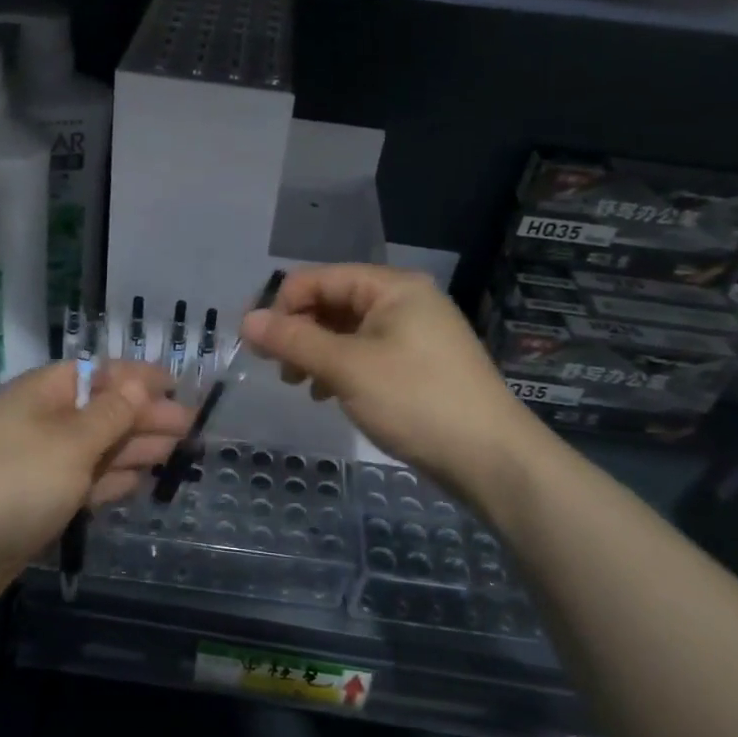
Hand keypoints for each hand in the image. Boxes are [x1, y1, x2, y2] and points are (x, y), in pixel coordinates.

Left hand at [0, 360, 190, 624]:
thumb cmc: (18, 481)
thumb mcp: (73, 441)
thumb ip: (112, 413)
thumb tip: (140, 384)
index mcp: (42, 393)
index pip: (98, 373)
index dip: (138, 377)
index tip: (178, 384)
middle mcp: (41, 421)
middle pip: (101, 411)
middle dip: (144, 416)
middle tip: (190, 426)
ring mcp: (39, 463)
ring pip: (96, 448)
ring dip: (134, 448)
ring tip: (176, 451)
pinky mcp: (39, 501)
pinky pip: (84, 481)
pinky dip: (112, 479)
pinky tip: (139, 480)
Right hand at [240, 264, 534, 488]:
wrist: (491, 458)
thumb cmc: (416, 400)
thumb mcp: (347, 367)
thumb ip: (294, 340)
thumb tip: (246, 320)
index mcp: (392, 287)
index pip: (320, 278)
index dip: (282, 305)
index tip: (256, 344)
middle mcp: (404, 301)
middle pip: (333, 302)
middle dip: (299, 331)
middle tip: (280, 370)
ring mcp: (414, 334)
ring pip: (347, 331)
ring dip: (316, 352)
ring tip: (300, 384)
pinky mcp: (418, 365)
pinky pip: (365, 353)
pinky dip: (340, 368)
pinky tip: (328, 394)